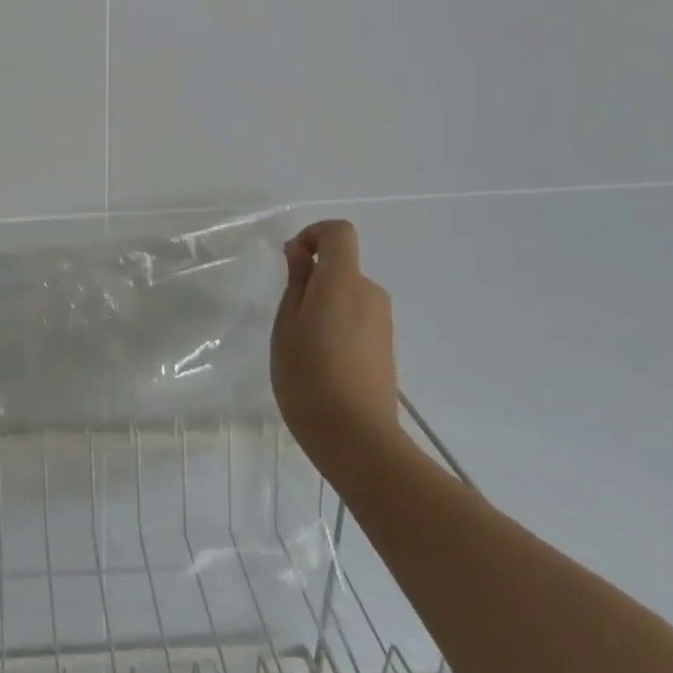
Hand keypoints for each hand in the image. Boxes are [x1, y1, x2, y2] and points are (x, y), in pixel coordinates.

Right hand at [270, 220, 399, 453]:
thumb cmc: (308, 376)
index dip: (313, 235)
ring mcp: (382, 322)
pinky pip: (357, 318)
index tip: (291, 262)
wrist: (357, 439)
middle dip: (313, 279)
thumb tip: (302, 253)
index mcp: (344, 282)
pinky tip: (322, 363)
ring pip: (347, 295)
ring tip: (302, 346)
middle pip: (342, 266)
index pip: (339, 233)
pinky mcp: (386, 346)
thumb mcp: (287, 325)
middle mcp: (370, 294)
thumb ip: (297, 282)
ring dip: (324, 305)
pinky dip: (337, 325)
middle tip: (287, 317)